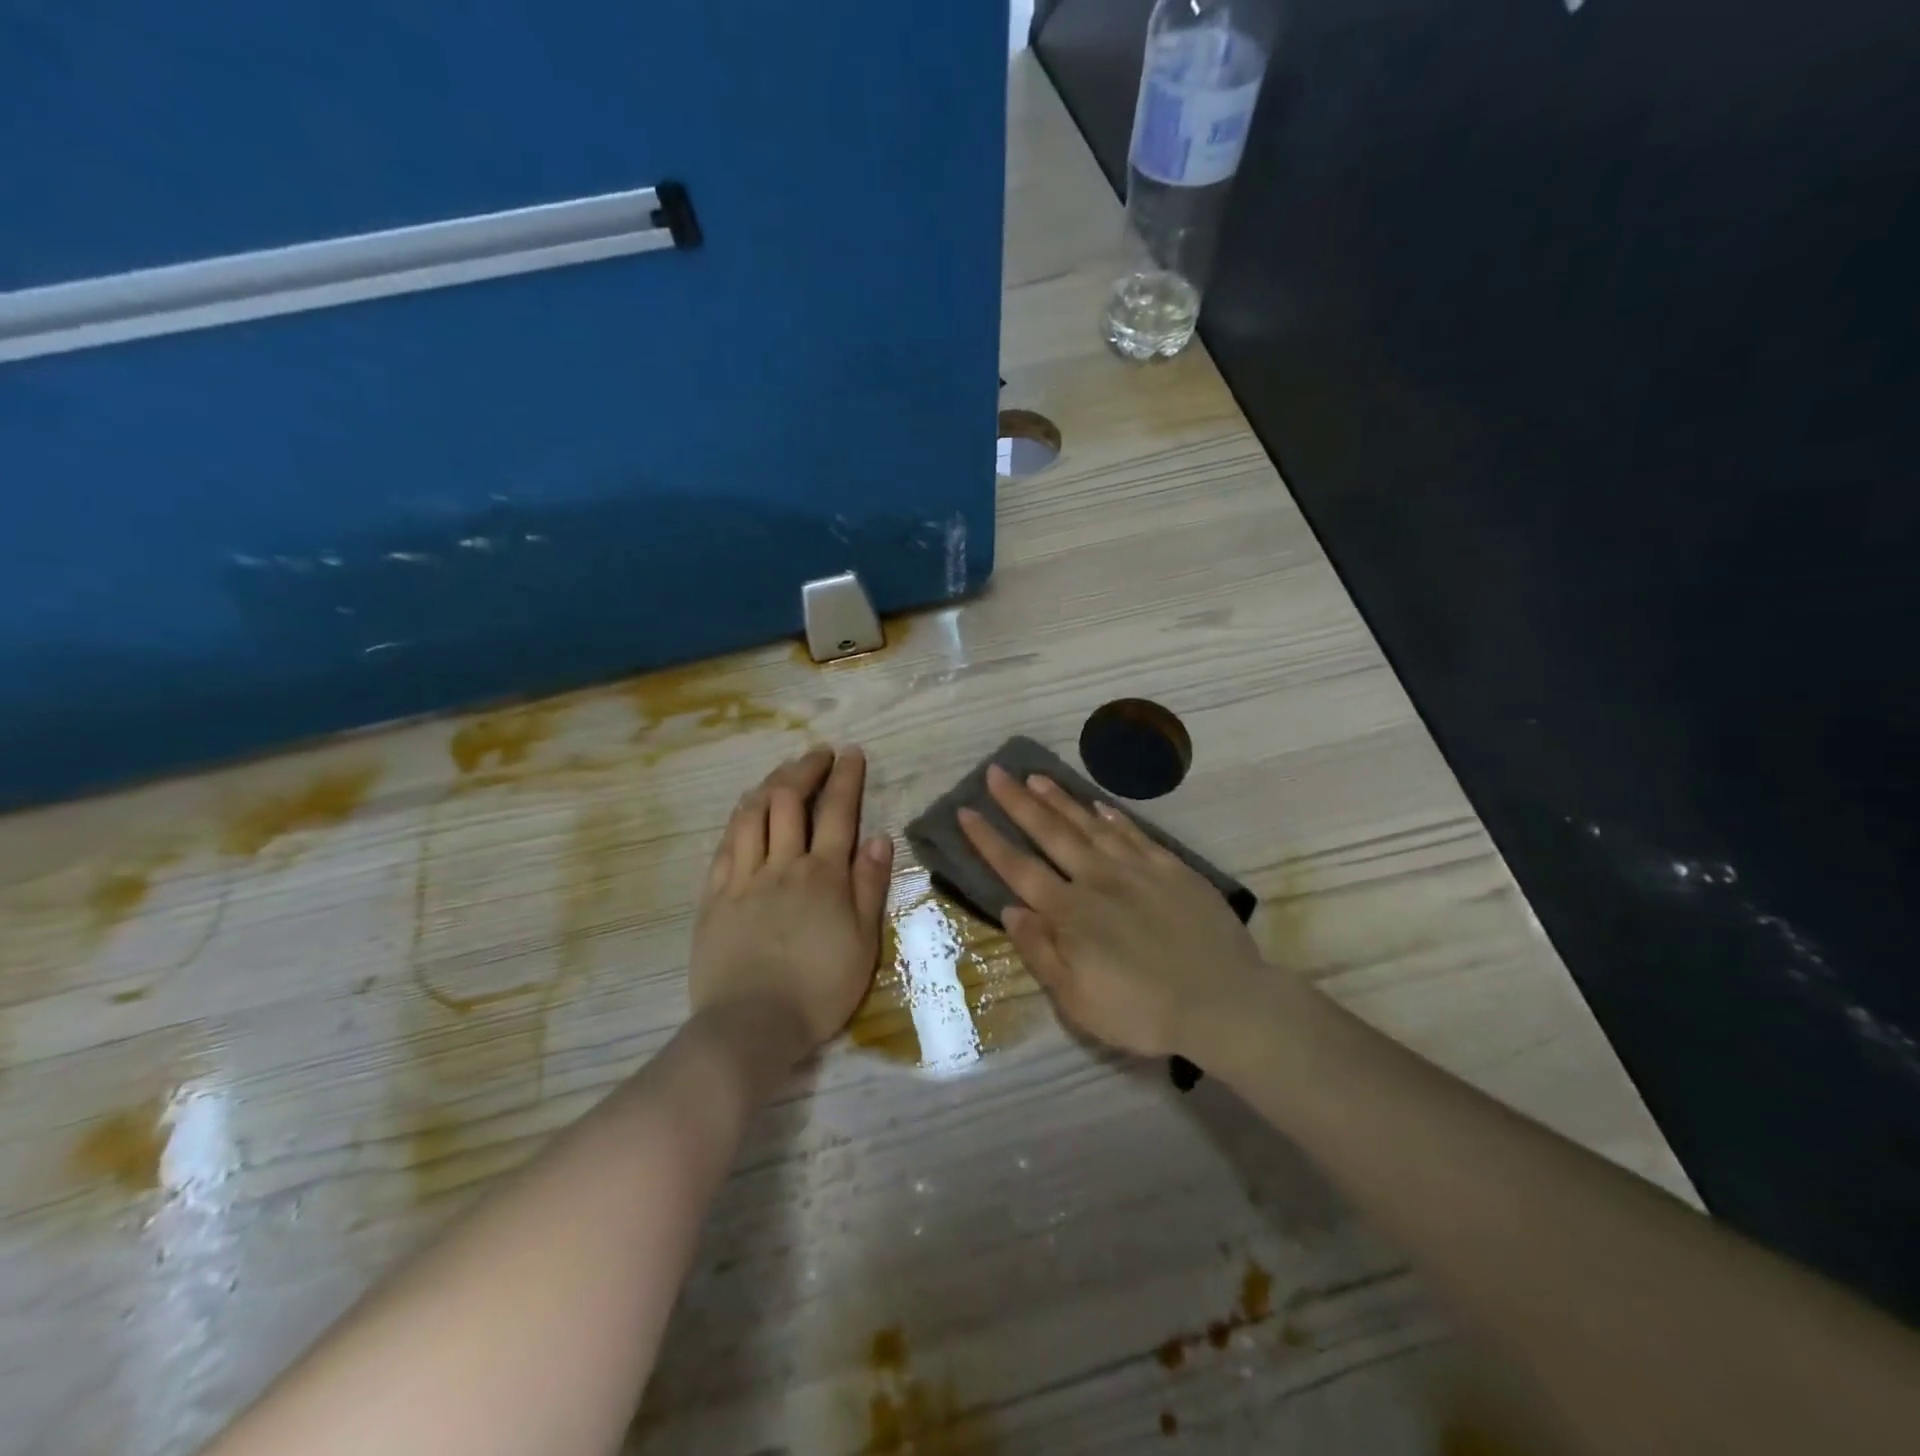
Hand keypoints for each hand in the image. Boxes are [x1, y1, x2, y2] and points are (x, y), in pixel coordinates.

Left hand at [690, 746, 894, 1060]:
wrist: (752, 1025)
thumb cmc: (819, 989)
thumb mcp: (863, 943)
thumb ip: (870, 886)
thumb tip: (878, 835)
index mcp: (823, 876)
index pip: (837, 811)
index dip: (845, 777)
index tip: (851, 753)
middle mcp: (783, 865)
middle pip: (789, 800)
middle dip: (805, 769)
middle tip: (818, 754)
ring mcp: (743, 877)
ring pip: (752, 814)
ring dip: (770, 784)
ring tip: (783, 773)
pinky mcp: (715, 895)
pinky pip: (725, 844)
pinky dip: (739, 818)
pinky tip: (746, 810)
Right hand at [958, 765, 1273, 1058]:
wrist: (1223, 1002)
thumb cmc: (1143, 1011)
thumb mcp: (1077, 1000)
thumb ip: (1041, 952)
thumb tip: (1010, 909)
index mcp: (1070, 913)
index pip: (1018, 869)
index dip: (989, 840)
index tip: (966, 811)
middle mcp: (1097, 879)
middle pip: (1050, 833)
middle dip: (1018, 802)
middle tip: (995, 772)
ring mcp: (1137, 869)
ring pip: (1089, 825)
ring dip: (1059, 800)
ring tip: (1036, 777)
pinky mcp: (1171, 869)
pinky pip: (1135, 834)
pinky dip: (1113, 817)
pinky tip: (1099, 805)